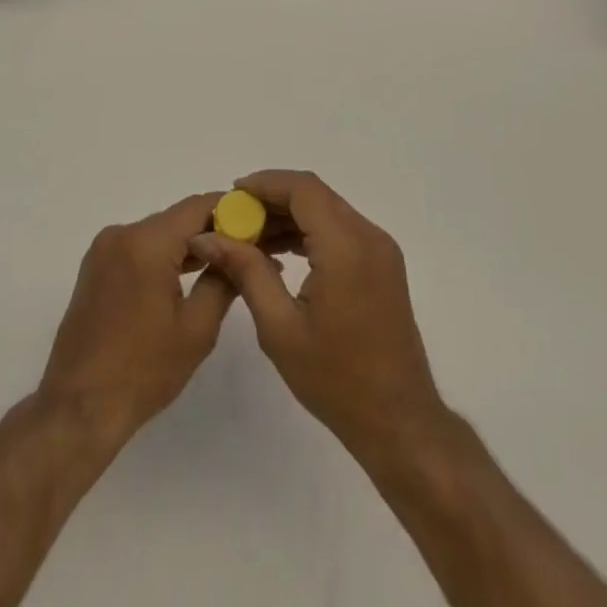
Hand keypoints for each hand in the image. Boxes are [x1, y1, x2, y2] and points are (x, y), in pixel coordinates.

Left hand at [37, 193, 237, 449]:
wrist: (78, 407)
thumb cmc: (142, 370)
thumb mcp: (196, 329)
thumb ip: (222, 281)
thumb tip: (240, 254)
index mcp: (146, 243)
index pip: (197, 207)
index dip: (231, 210)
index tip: (260, 222)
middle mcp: (122, 234)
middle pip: (178, 219)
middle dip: (213, 230)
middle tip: (250, 247)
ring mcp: (104, 249)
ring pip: (159, 234)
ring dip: (190, 245)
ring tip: (228, 262)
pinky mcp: (96, 267)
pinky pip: (140, 249)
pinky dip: (165, 257)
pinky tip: (189, 275)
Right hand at [190, 170, 443, 456]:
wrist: (399, 422)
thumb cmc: (336, 380)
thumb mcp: (279, 327)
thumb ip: (245, 271)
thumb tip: (207, 236)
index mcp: (346, 247)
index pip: (302, 189)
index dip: (264, 184)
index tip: (230, 196)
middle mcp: (368, 236)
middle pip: (315, 195)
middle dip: (272, 199)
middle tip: (234, 219)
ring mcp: (380, 249)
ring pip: (327, 210)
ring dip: (290, 216)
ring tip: (250, 238)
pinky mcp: (383, 264)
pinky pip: (341, 229)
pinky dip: (310, 231)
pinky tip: (281, 253)